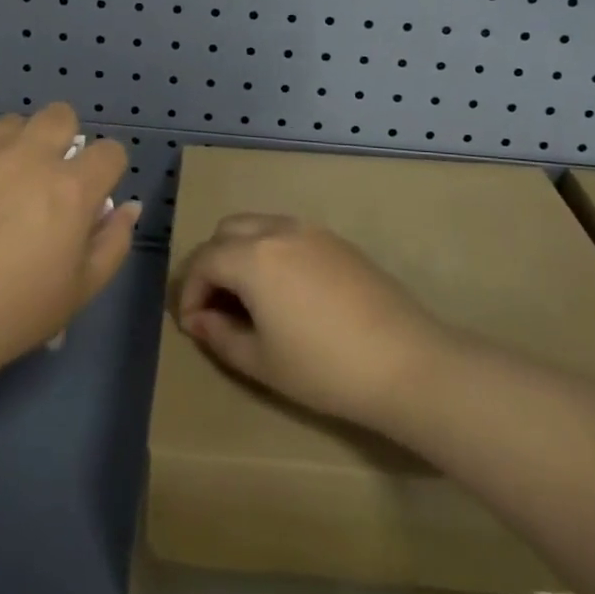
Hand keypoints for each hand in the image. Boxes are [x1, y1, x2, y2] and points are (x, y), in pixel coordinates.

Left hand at [0, 105, 139, 382]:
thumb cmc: (15, 313)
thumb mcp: (81, 290)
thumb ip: (113, 241)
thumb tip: (128, 206)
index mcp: (71, 187)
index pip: (110, 151)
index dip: (107, 171)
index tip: (94, 194)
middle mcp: (29, 157)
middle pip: (60, 115)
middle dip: (64, 138)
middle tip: (49, 176)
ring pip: (11, 124)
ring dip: (17, 146)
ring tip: (3, 182)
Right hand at [174, 213, 450, 431]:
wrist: (405, 361)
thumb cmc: (324, 367)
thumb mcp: (261, 362)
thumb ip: (220, 335)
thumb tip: (199, 319)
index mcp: (253, 256)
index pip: (204, 261)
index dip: (189, 292)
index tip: (192, 325)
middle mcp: (278, 230)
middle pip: (227, 231)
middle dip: (212, 264)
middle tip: (216, 305)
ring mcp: (312, 231)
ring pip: (259, 226)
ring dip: (242, 252)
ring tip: (248, 297)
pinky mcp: (338, 241)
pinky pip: (289, 233)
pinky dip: (271, 251)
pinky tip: (285, 290)